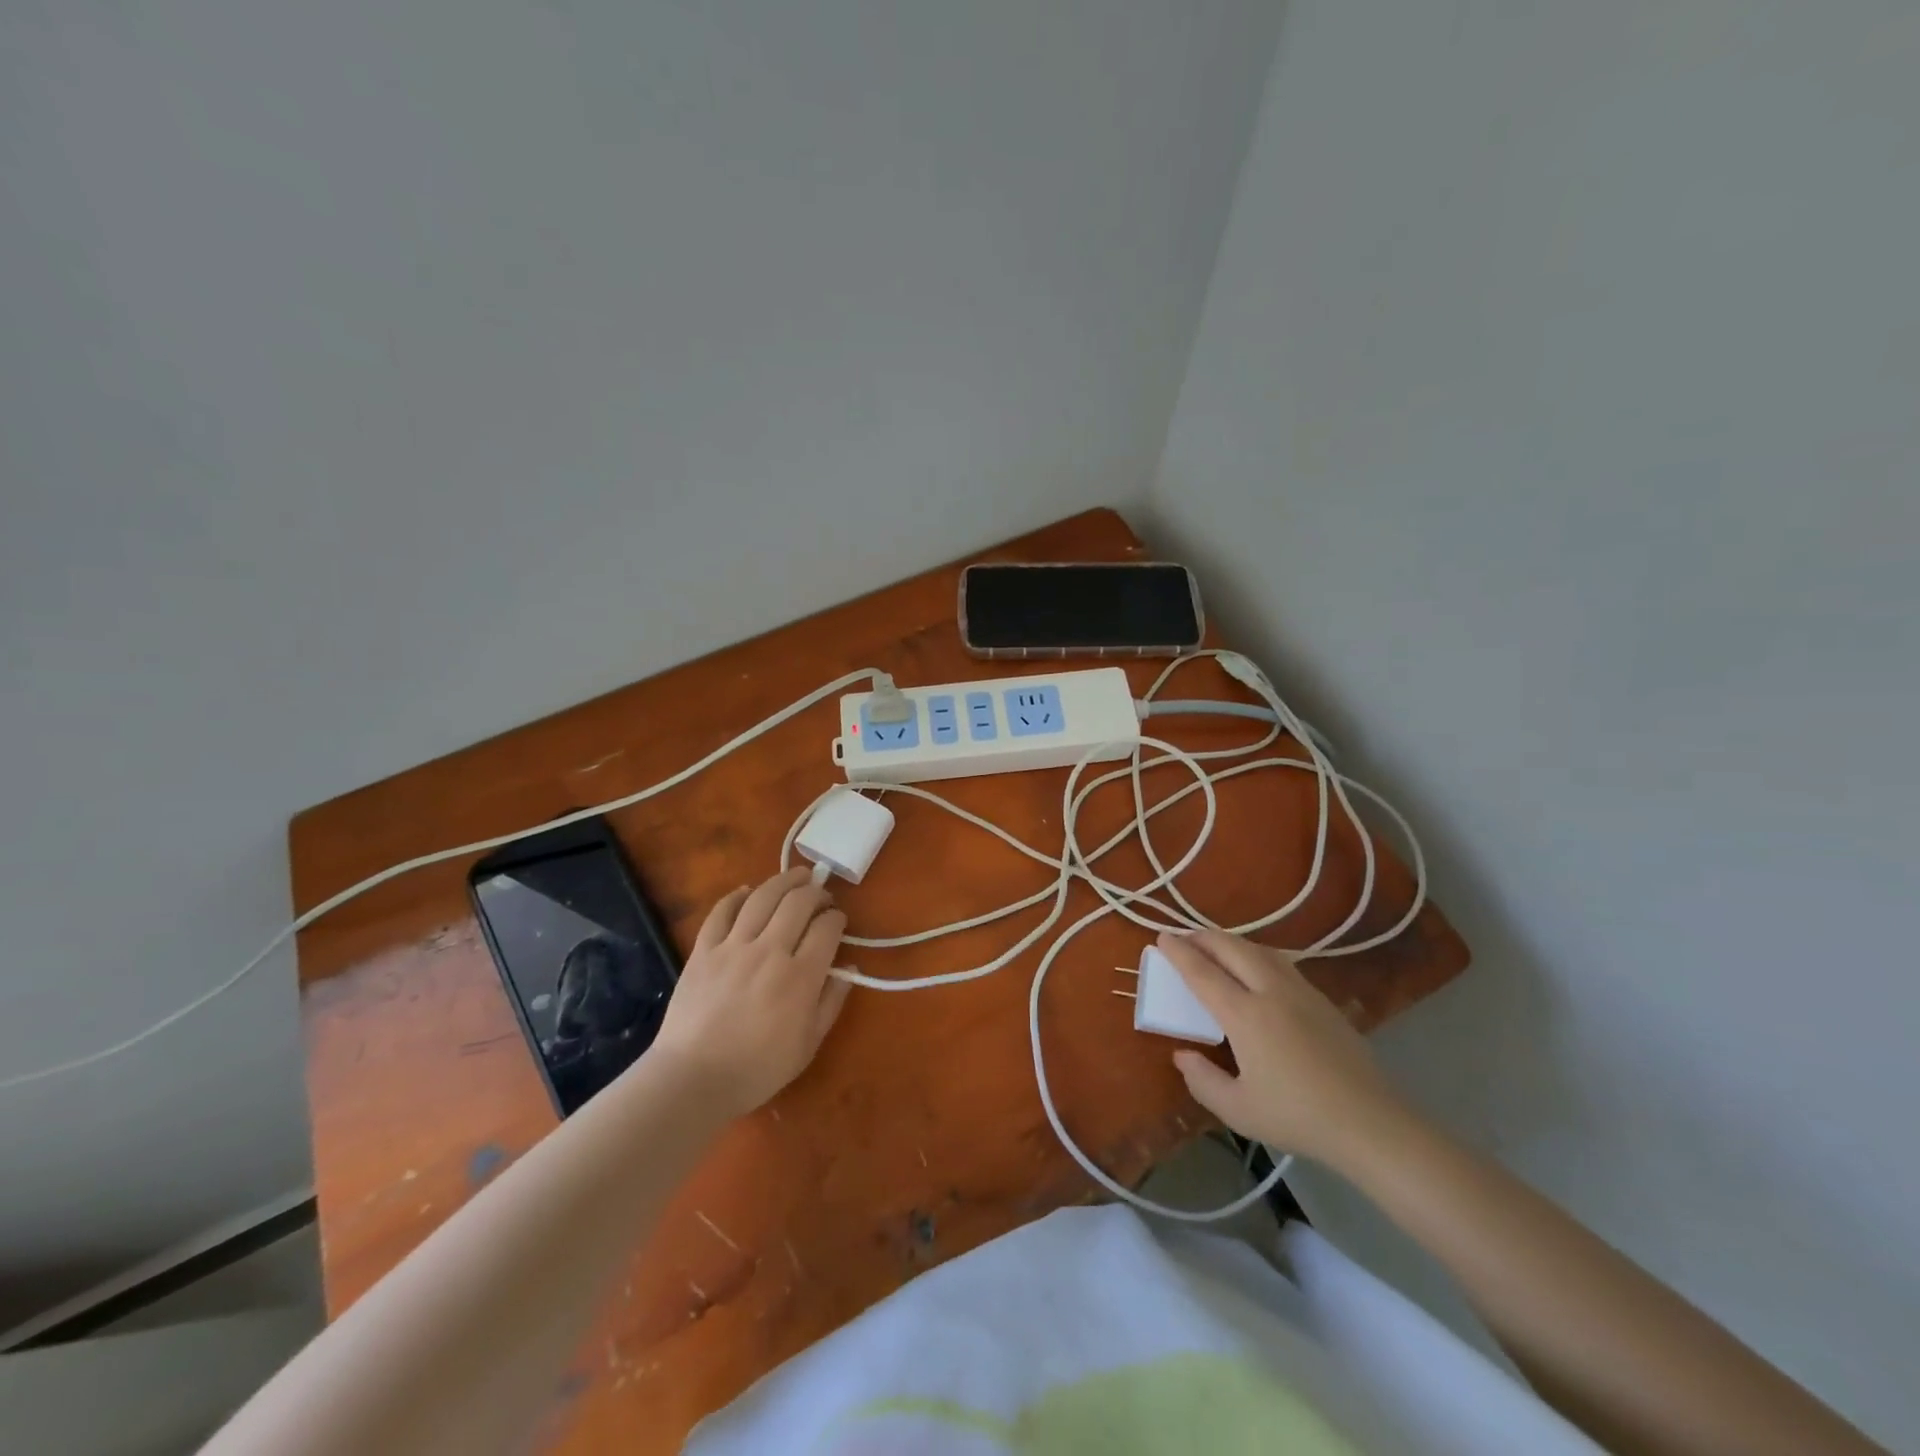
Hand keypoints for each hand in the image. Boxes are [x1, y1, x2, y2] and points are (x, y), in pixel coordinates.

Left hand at [649, 867, 851, 1118]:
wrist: (692, 1080)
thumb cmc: (757, 1069)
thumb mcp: (808, 1044)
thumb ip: (832, 1002)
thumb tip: (848, 968)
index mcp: (800, 977)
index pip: (827, 928)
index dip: (837, 919)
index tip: (838, 921)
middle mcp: (770, 951)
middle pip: (798, 902)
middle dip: (816, 891)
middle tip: (821, 895)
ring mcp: (733, 947)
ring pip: (763, 897)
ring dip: (783, 881)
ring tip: (796, 875)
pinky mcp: (704, 950)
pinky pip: (722, 911)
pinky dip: (737, 896)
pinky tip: (748, 891)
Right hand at [1158, 929, 1413, 1169]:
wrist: (1371, 1124)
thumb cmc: (1299, 1118)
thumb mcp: (1238, 1110)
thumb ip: (1203, 1081)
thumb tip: (1183, 1055)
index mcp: (1246, 1015)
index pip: (1203, 973)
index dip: (1179, 953)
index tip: (1161, 937)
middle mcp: (1271, 992)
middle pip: (1232, 948)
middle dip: (1203, 937)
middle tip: (1184, 938)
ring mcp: (1301, 992)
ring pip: (1260, 950)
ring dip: (1232, 942)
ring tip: (1216, 948)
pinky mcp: (1323, 1000)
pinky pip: (1281, 962)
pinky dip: (1257, 954)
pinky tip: (1256, 968)